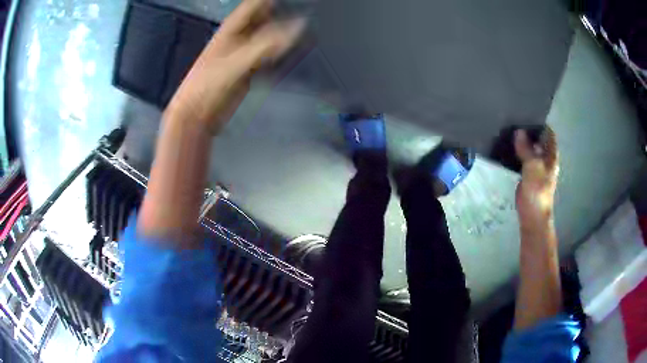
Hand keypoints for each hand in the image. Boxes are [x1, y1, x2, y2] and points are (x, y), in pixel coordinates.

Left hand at [167, 0, 304, 132]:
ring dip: (287, 33)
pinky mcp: (250, 69)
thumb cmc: (207, 86)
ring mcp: (246, 53)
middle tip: (309, 12)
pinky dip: (284, 53)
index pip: (255, 3)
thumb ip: (267, 44)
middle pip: (266, 17)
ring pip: (271, 36)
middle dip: (285, 13)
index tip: (299, 0)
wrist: (197, 116)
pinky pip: (271, 55)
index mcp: (232, 28)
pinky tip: (297, 53)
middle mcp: (240, 37)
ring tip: (311, 30)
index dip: (273, 0)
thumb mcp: (236, 61)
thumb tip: (300, 26)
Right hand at [514, 127, 558, 227]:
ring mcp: (536, 166)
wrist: (532, 214)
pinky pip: (522, 158)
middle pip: (539, 139)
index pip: (548, 134)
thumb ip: (526, 149)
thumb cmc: (537, 190)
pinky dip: (517, 152)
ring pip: (530, 148)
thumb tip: (519, 131)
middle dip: (529, 131)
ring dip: (522, 141)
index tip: (527, 115)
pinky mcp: (527, 173)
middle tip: (514, 119)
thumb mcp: (533, 166)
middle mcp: (545, 158)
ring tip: (509, 129)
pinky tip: (508, 147)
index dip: (540, 124)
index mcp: (551, 156)